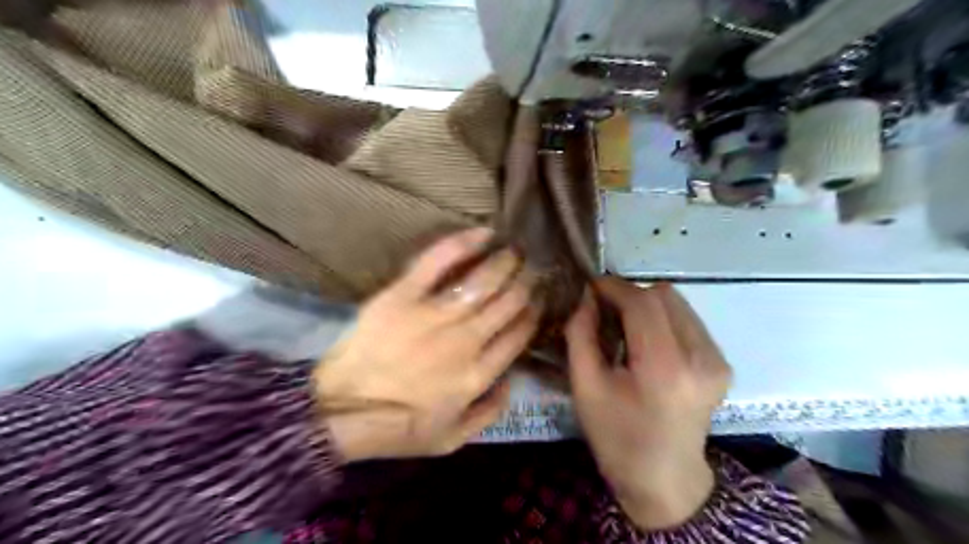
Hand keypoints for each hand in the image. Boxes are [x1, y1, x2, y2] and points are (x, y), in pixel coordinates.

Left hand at [314, 228, 536, 460]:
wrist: (339, 411)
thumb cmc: (396, 428)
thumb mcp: (451, 440)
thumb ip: (489, 413)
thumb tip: (512, 381)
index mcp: (478, 375)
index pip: (519, 335)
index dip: (533, 313)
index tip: (537, 300)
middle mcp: (466, 341)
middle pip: (509, 302)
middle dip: (527, 282)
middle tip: (532, 269)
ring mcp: (435, 315)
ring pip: (484, 280)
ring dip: (506, 262)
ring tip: (515, 251)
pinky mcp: (403, 295)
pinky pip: (439, 261)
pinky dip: (464, 243)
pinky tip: (484, 233)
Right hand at [565, 277, 730, 528]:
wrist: (664, 478)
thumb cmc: (617, 437)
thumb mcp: (585, 386)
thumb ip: (581, 334)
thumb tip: (585, 296)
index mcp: (664, 368)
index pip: (642, 302)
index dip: (614, 287)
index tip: (590, 287)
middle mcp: (700, 357)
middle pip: (663, 294)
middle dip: (629, 294)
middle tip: (604, 311)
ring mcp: (717, 359)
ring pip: (678, 302)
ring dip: (646, 304)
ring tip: (624, 326)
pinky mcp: (722, 362)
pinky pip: (687, 319)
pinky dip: (661, 318)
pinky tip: (646, 341)